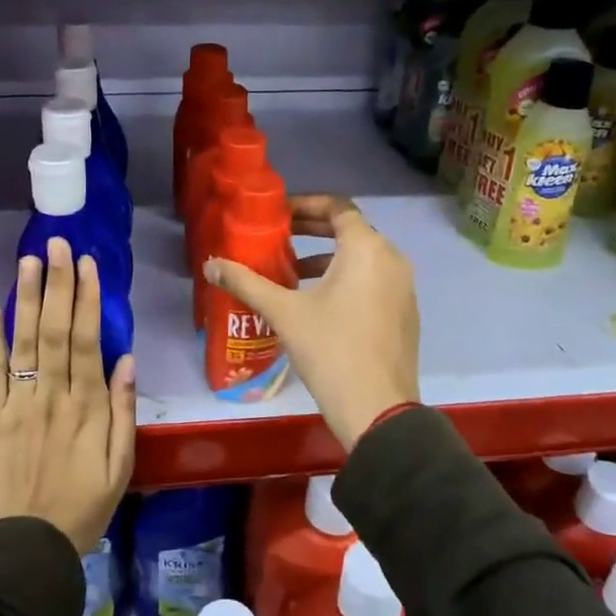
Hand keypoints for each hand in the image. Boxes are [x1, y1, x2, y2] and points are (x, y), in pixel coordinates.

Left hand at [0, 239, 135, 553]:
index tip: (88, 264)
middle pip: (55, 330)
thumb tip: (127, 359)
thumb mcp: (121, 466)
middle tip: (58, 244)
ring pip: (24, 342)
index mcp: (88, 407)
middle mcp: (52, 396)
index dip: (88, 299)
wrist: (26, 549)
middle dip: (58, 284)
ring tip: (29, 260)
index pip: (88, 340)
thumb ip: (123, 411)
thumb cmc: (82, 508)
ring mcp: (17, 404)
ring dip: (27, 298)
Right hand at [204, 195, 419, 451]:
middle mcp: (392, 259)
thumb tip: (211, 265)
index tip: (279, 214)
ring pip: (363, 258)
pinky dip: (347, 279)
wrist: (378, 410)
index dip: (305, 205)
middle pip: (351, 230)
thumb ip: (246, 283)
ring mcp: (403, 288)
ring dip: (328, 258)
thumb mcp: (284, 312)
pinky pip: (374, 281)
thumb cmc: (330, 350)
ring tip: (292, 272)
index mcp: (367, 249)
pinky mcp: (405, 314)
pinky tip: (319, 304)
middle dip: (313, 230)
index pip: (338, 207)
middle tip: (279, 238)